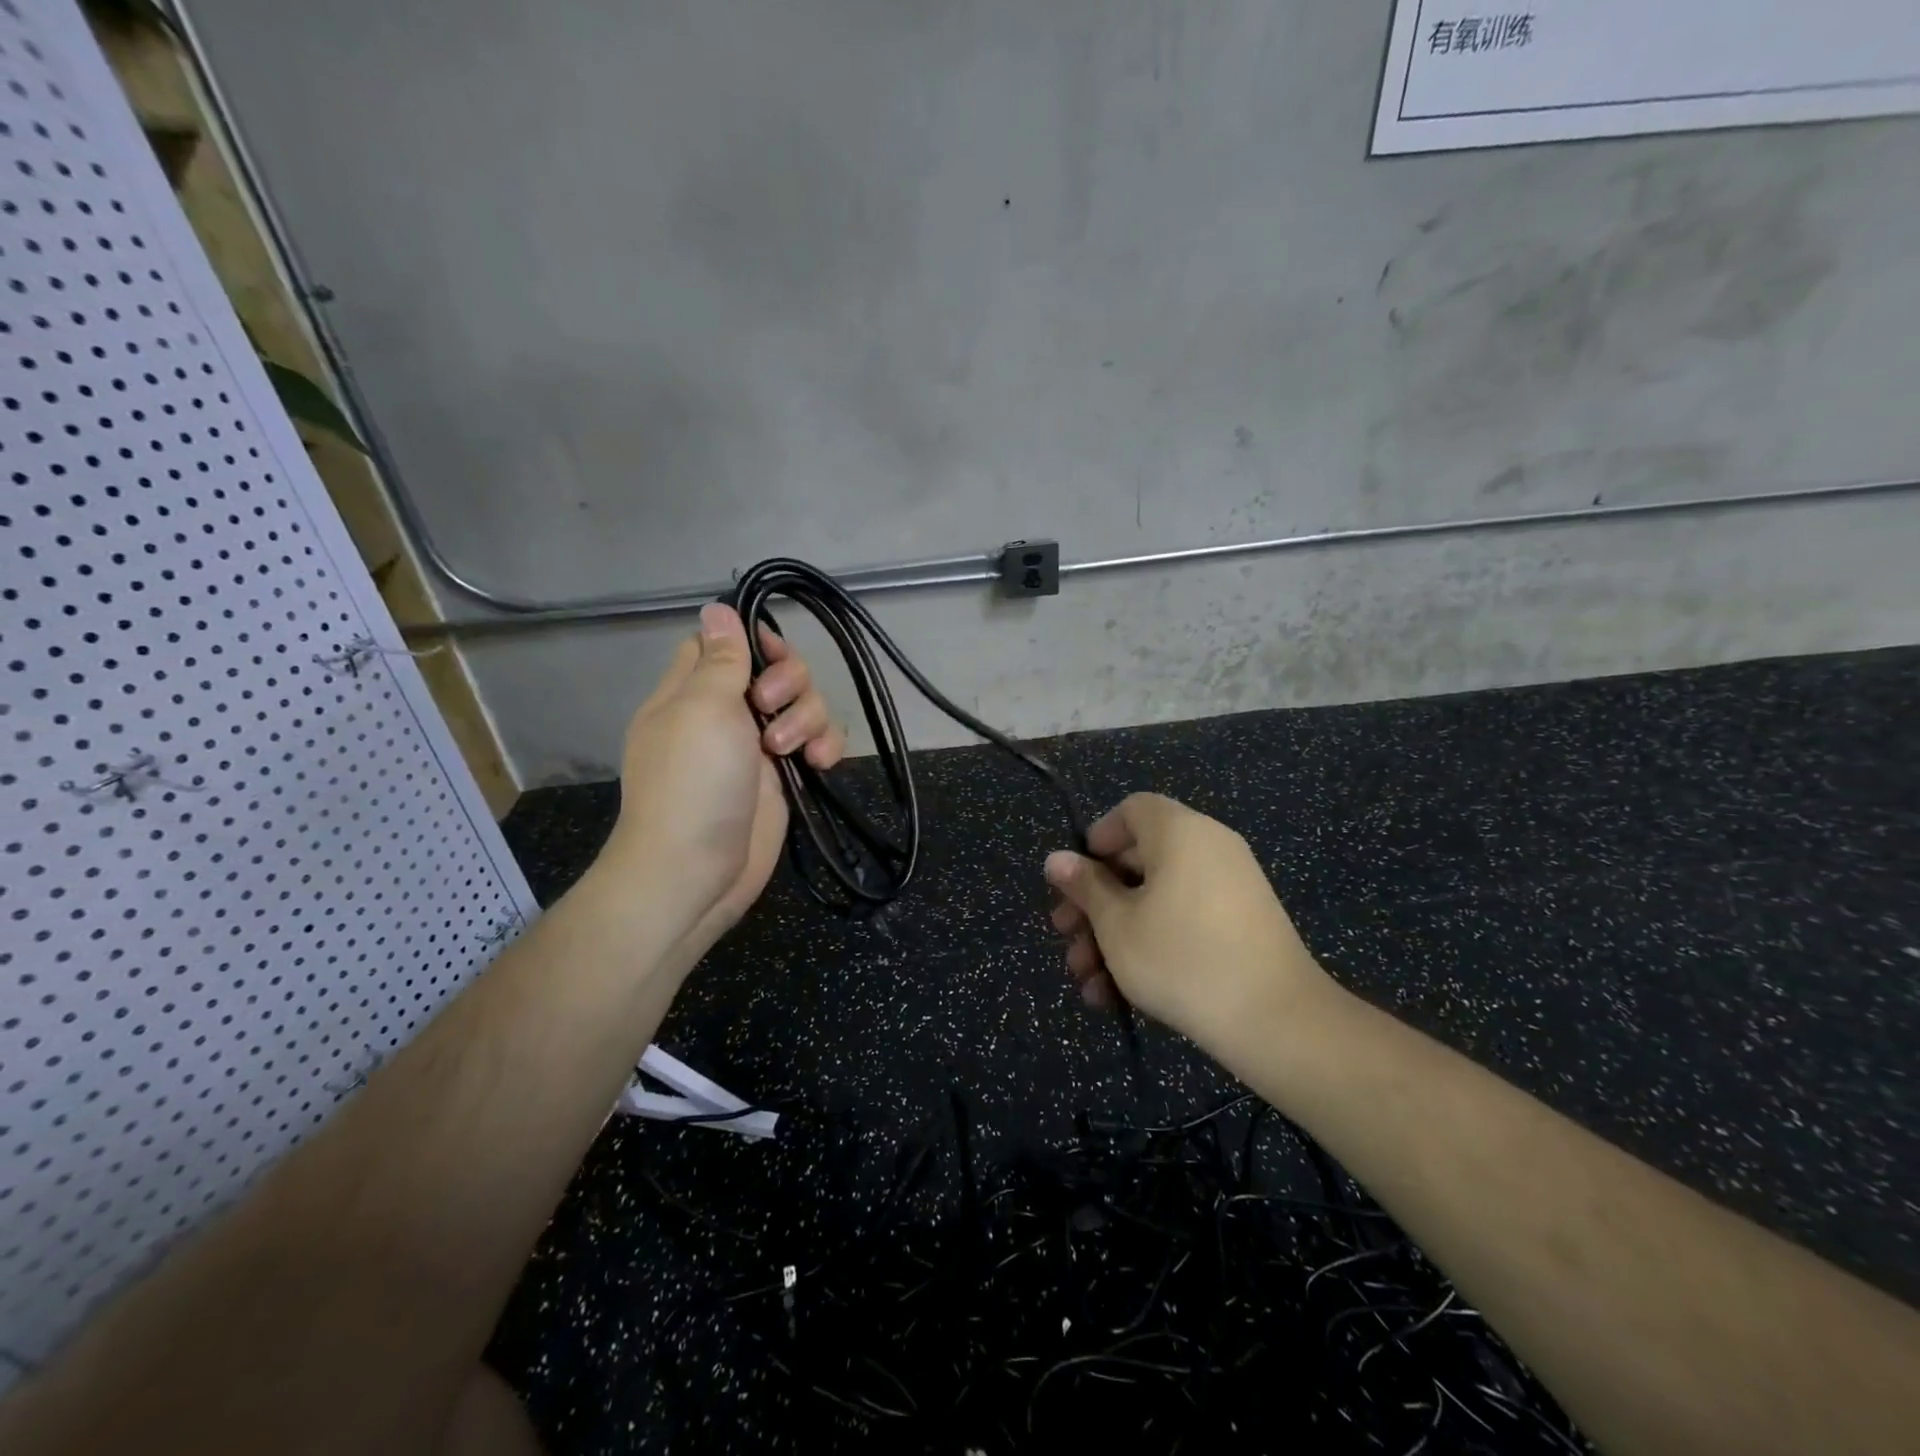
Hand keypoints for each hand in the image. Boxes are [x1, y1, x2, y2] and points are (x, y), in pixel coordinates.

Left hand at [602, 602, 845, 953]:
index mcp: (693, 691)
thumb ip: (720, 659)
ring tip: (789, 751)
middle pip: (775, 671)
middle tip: (770, 708)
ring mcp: (757, 747)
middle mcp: (727, 714)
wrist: (697, 871)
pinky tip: (819, 764)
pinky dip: (825, 747)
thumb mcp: (703, 709)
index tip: (771, 651)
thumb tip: (715, 607)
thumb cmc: (692, 783)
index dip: (752, 640)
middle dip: (789, 682)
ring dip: (809, 718)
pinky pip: (818, 744)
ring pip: (804, 706)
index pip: (724, 644)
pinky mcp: (784, 778)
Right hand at [1044, 794, 1338, 1053]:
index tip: (1075, 880)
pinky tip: (1117, 995)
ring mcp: (1230, 888)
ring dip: (1115, 936)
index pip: (1132, 810)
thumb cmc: (1182, 959)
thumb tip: (1056, 859)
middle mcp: (1209, 848)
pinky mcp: (1242, 926)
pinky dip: (1151, 946)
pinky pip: (1184, 921)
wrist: (1278, 1022)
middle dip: (1094, 903)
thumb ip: (1084, 887)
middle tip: (1066, 938)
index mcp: (1180, 832)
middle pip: (1137, 861)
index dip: (1096, 840)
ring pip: (1156, 900)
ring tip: (1087, 982)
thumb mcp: (1117, 924)